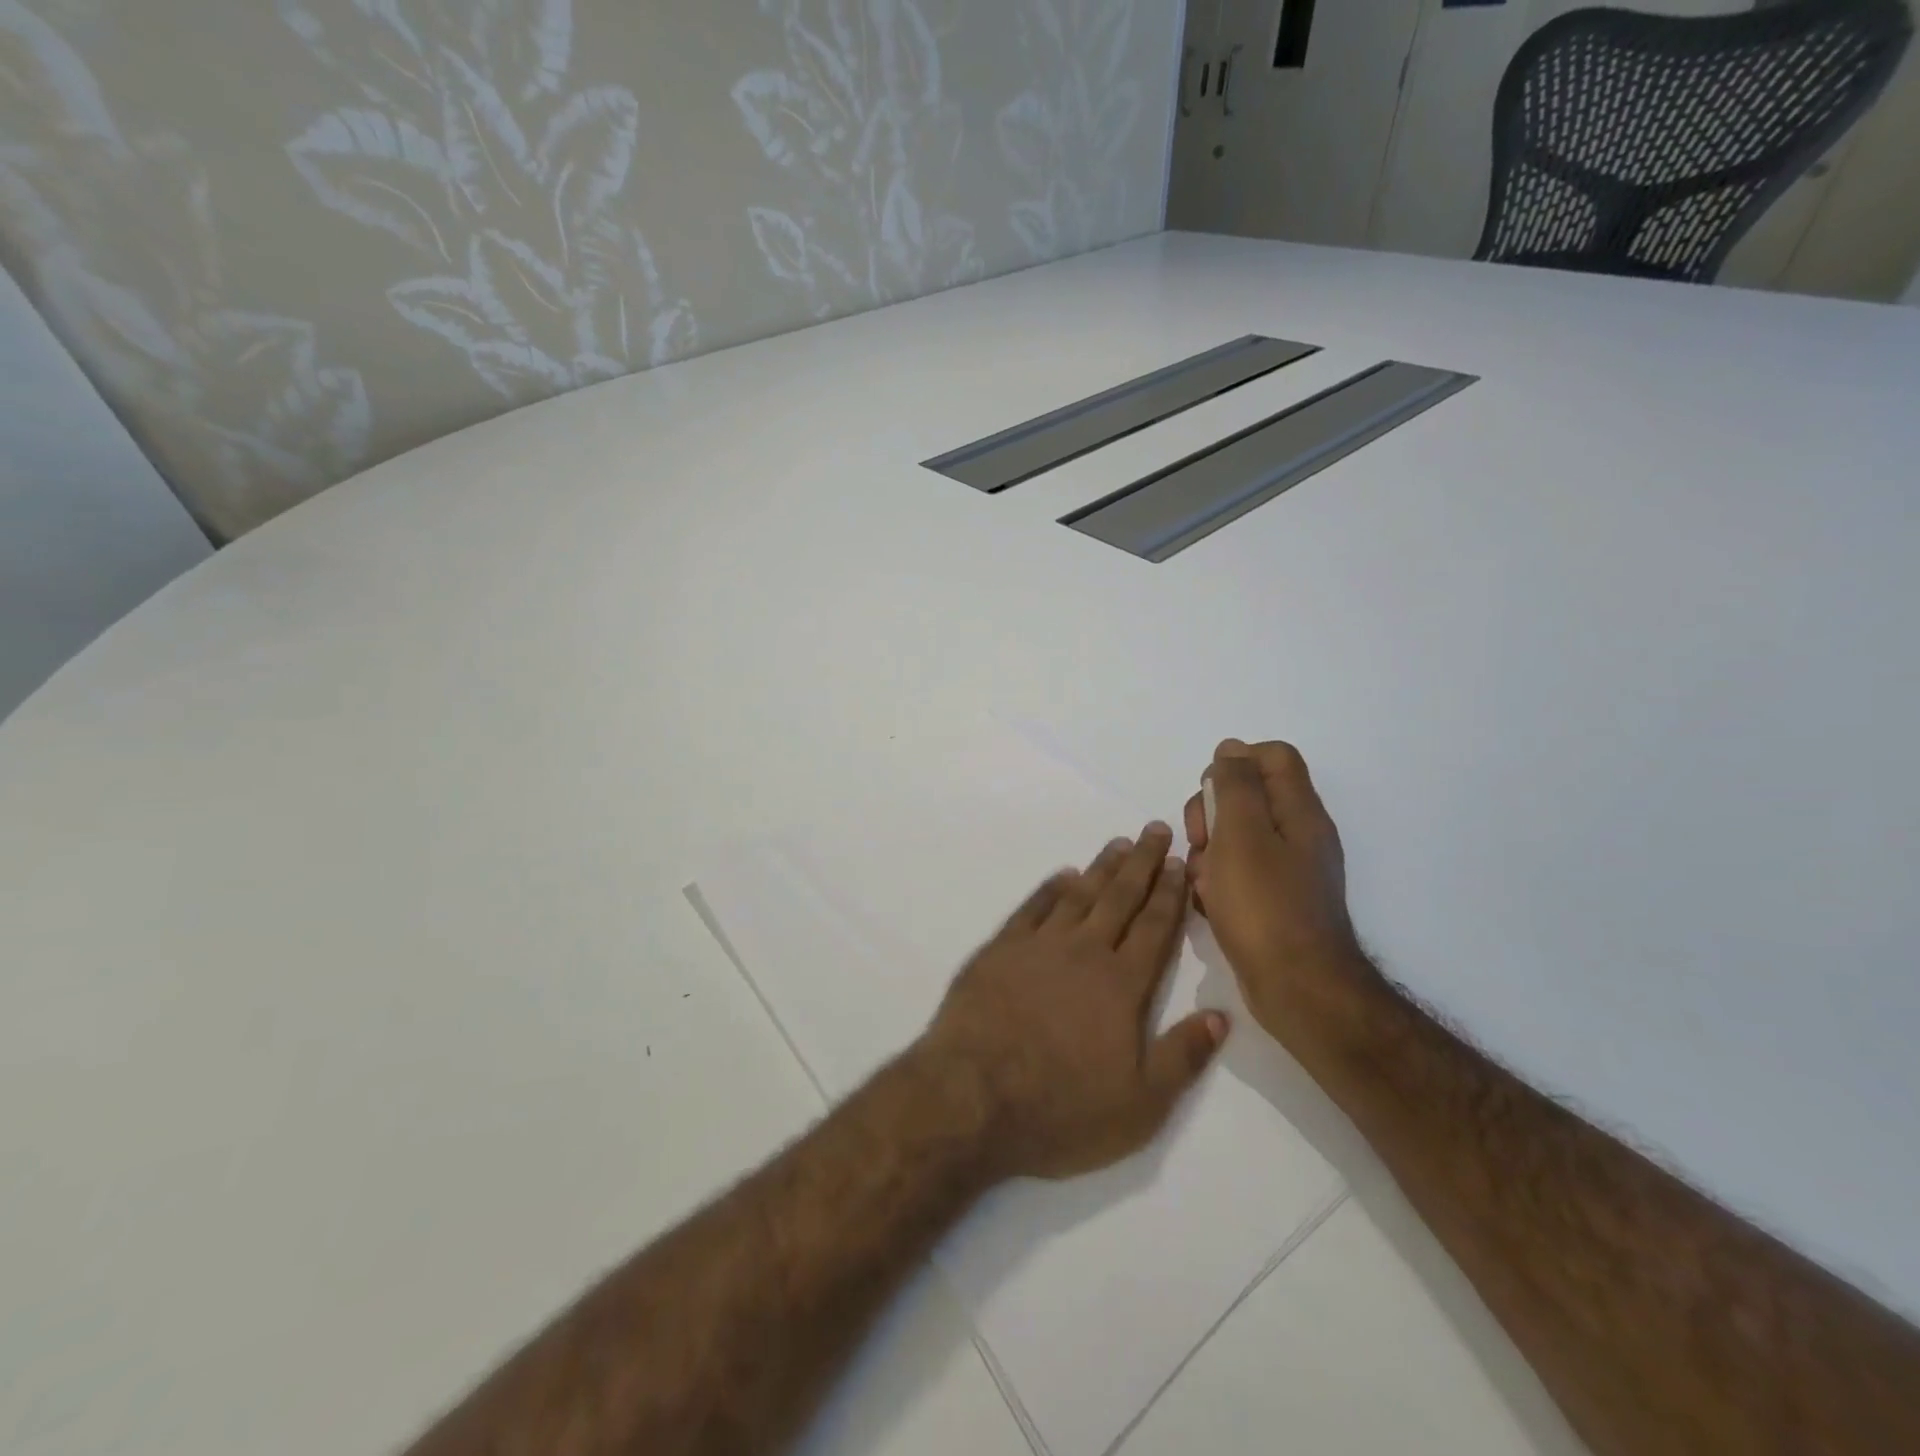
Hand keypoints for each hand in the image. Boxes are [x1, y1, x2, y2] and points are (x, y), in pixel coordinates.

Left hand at [917, 823, 1227, 1180]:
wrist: (971, 1097)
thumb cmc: (1060, 1108)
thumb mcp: (1140, 1104)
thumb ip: (1182, 1057)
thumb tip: (1220, 1016)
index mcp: (1121, 985)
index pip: (1154, 928)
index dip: (1170, 893)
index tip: (1180, 861)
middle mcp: (1084, 952)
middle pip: (1120, 898)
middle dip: (1142, 863)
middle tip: (1156, 829)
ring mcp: (1038, 946)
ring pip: (1079, 895)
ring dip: (1101, 868)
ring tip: (1119, 843)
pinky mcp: (1000, 949)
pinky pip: (1032, 907)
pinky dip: (1050, 888)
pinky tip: (1062, 875)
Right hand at [1183, 740, 1366, 1045]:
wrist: (1297, 988)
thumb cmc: (1264, 905)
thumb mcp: (1242, 834)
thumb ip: (1235, 785)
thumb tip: (1231, 749)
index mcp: (1298, 811)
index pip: (1273, 756)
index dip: (1235, 762)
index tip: (1210, 792)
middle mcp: (1298, 834)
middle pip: (1247, 795)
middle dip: (1211, 813)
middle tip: (1201, 841)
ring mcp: (1287, 869)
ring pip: (1234, 837)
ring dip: (1208, 851)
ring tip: (1203, 882)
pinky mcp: (1274, 900)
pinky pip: (1237, 873)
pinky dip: (1217, 881)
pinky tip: (1209, 903)